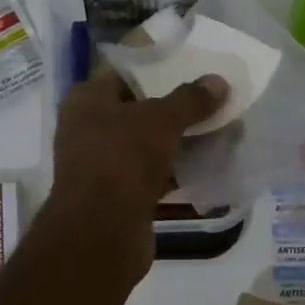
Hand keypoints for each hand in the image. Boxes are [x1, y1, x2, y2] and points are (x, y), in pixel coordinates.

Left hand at [47, 67, 229, 277]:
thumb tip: (219, 81)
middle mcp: (86, 129)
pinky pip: (148, 175)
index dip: (157, 73)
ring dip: (174, 143)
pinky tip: (203, 167)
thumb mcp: (162, 120)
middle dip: (172, 111)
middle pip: (136, 112)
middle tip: (210, 103)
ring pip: (144, 146)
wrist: (101, 231)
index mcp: (85, 101)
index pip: (124, 76)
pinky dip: (172, 172)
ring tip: (215, 133)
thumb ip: (190, 100)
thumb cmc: (123, 159)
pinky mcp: (115, 196)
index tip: (192, 73)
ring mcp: (99, 165)